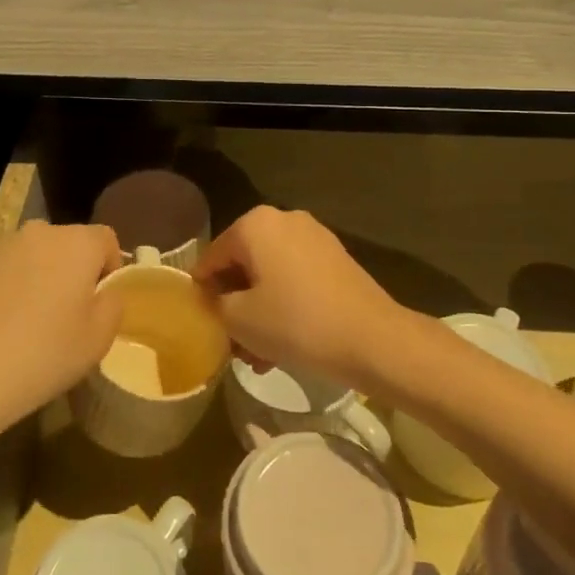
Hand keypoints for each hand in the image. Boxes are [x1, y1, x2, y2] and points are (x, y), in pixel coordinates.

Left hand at [0, 220, 123, 438]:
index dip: (111, 270)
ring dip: (46, 279)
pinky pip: (13, 271)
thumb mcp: (99, 338)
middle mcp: (42, 232)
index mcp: (77, 242)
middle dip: (77, 272)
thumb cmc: (44, 353)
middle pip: (72, 244)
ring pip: (40, 257)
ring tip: (38, 323)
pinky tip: (8, 326)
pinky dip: (18, 289)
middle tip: (72, 316)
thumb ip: (113, 304)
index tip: (101, 305)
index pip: (107, 240)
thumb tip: (104, 292)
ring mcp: (5, 247)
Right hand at [194, 206, 409, 389]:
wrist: (372, 339)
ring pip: (270, 274)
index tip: (203, 324)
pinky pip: (295, 278)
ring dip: (258, 310)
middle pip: (243, 264)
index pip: (212, 256)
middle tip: (231, 343)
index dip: (202, 292)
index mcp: (255, 224)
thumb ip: (214, 304)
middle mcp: (284, 220)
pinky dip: (284, 304)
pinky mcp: (335, 258)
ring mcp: (314, 237)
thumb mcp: (239, 319)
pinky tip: (284, 344)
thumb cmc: (296, 322)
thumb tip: (212, 299)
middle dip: (234, 304)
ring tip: (258, 354)